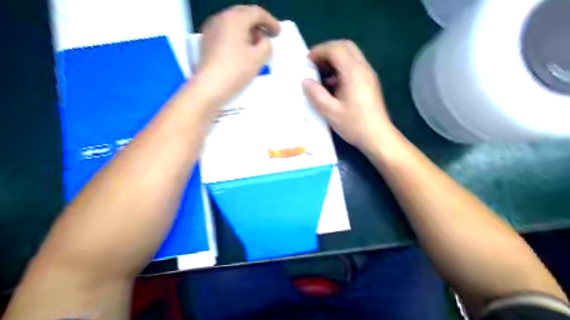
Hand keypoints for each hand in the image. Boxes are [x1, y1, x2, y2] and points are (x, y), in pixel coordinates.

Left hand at [198, 5, 280, 101]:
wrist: (210, 86)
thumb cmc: (236, 70)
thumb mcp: (258, 58)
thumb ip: (266, 45)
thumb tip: (263, 40)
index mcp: (235, 19)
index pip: (256, 13)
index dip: (270, 22)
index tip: (278, 33)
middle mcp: (221, 18)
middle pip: (243, 14)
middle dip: (257, 24)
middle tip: (267, 36)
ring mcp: (211, 28)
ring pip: (233, 22)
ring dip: (247, 30)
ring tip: (255, 45)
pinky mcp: (206, 40)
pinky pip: (225, 31)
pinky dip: (236, 36)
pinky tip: (241, 49)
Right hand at [302, 40, 396, 152]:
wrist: (378, 137)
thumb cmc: (354, 125)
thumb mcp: (331, 112)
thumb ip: (316, 95)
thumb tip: (305, 81)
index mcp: (354, 73)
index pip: (336, 49)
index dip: (320, 51)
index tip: (307, 61)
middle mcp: (363, 69)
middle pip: (346, 47)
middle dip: (328, 51)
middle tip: (314, 63)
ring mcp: (369, 75)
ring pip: (351, 56)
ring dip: (335, 59)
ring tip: (320, 74)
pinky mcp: (370, 83)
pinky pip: (354, 67)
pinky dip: (341, 69)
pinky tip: (332, 85)